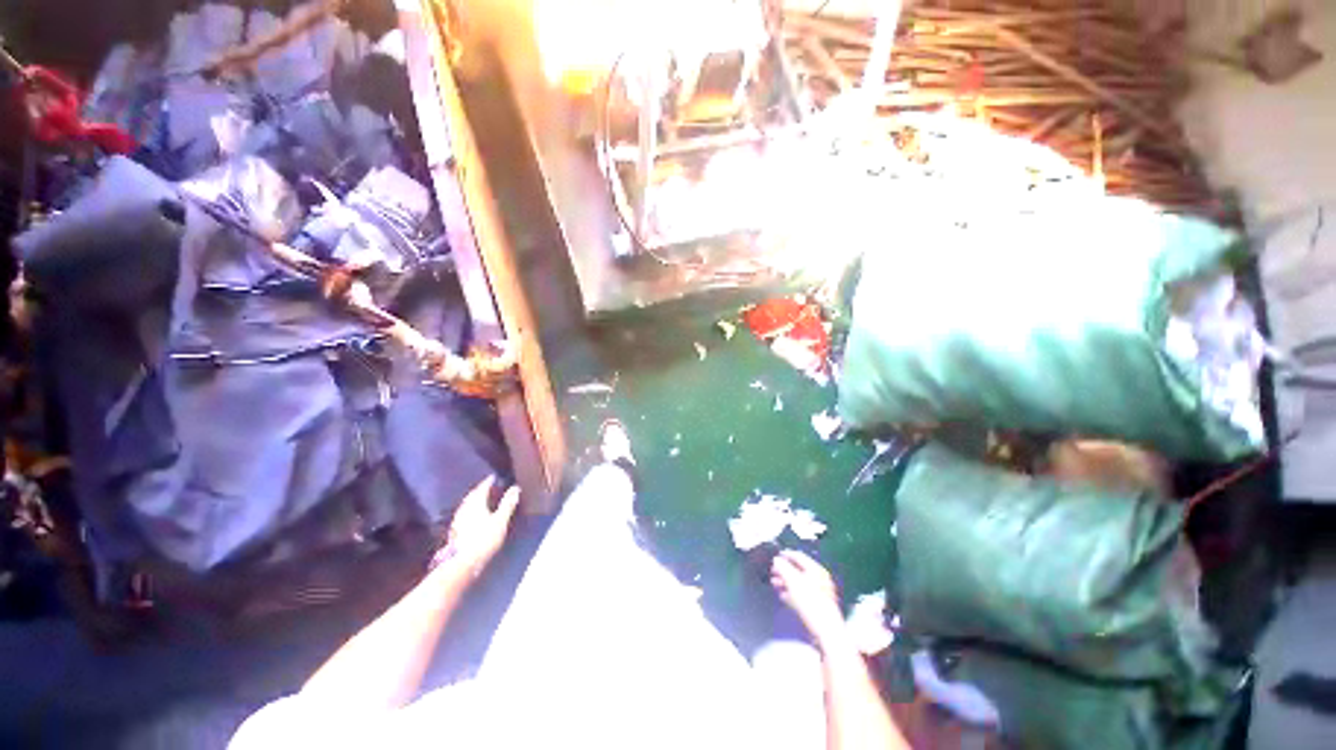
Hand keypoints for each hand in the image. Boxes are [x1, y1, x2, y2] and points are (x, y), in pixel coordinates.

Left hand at [443, 476, 519, 575]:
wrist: (462, 563)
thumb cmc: (484, 539)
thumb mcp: (501, 520)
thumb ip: (508, 504)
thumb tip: (515, 487)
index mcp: (475, 502)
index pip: (482, 487)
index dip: (489, 481)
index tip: (494, 477)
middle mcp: (464, 508)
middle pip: (472, 495)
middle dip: (480, 490)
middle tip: (489, 487)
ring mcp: (457, 520)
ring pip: (467, 505)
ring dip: (475, 501)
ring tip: (483, 501)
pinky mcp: (454, 531)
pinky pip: (464, 515)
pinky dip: (471, 511)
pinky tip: (474, 517)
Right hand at [771, 550, 846, 647]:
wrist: (826, 630)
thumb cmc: (810, 603)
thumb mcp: (793, 582)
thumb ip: (783, 568)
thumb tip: (777, 560)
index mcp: (816, 570)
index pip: (799, 556)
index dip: (786, 555)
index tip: (776, 556)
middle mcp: (820, 578)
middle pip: (798, 570)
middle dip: (784, 571)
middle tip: (773, 572)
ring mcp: (820, 592)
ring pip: (799, 582)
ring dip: (786, 582)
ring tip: (775, 584)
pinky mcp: (818, 605)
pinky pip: (802, 594)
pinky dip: (792, 592)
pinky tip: (784, 596)